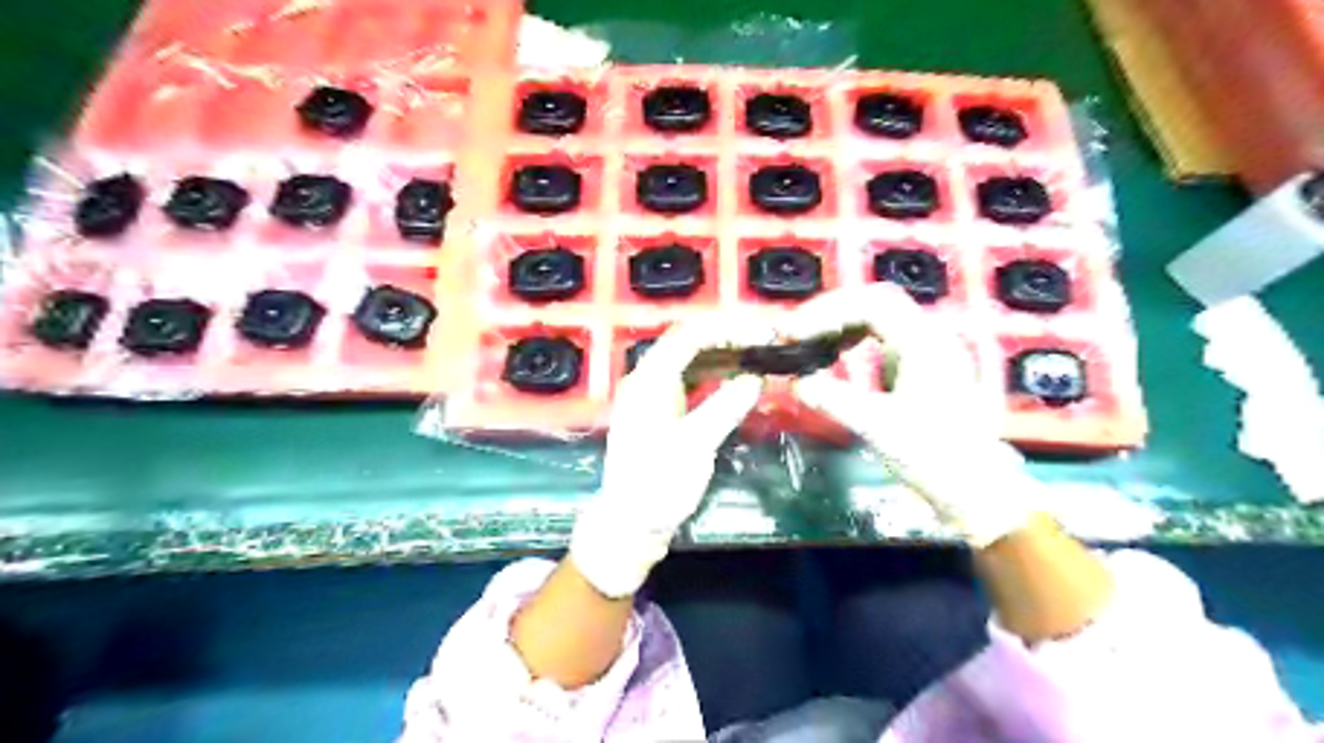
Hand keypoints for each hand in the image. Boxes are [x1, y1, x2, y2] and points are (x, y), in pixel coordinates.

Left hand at [563, 312, 770, 596]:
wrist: (631, 523)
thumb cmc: (658, 483)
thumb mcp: (695, 445)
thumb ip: (725, 407)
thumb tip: (755, 378)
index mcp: (648, 382)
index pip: (686, 337)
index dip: (722, 330)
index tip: (757, 331)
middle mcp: (647, 382)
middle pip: (688, 346)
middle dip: (726, 341)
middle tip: (763, 343)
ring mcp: (654, 398)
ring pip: (690, 364)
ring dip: (722, 358)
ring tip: (757, 357)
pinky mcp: (662, 415)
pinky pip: (691, 384)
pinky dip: (714, 378)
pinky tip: (736, 382)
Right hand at [779, 282, 1037, 543]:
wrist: (975, 489)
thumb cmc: (932, 458)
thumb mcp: (877, 428)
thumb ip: (833, 399)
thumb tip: (794, 381)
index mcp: (924, 344)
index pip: (870, 304)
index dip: (826, 312)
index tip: (793, 333)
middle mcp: (929, 336)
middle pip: (874, 301)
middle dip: (830, 312)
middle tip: (795, 333)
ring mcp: (927, 349)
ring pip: (877, 315)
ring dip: (839, 323)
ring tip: (807, 341)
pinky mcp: (921, 364)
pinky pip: (881, 335)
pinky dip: (851, 337)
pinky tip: (833, 353)